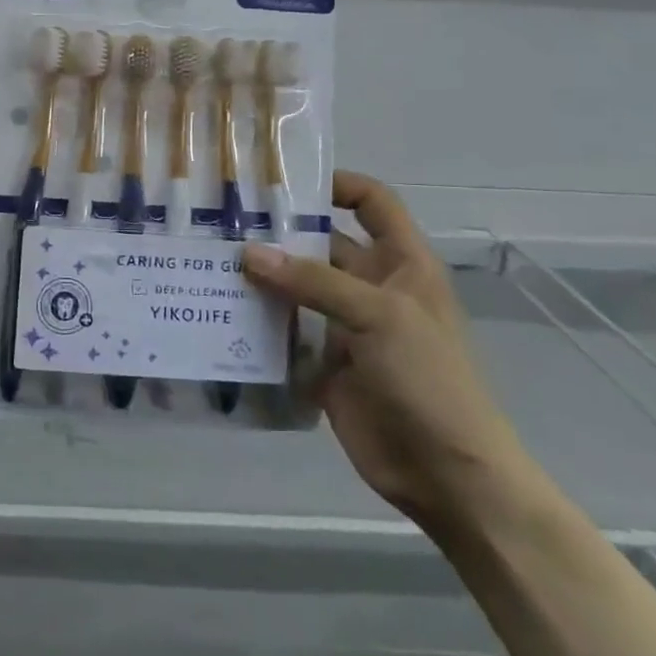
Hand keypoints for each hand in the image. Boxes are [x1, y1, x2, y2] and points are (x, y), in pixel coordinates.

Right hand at [242, 171, 532, 533]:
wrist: (446, 473)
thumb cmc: (429, 379)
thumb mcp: (379, 316)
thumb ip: (314, 281)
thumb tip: (248, 253)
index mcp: (401, 264)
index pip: (373, 203)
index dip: (338, 184)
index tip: (285, 182)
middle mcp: (370, 287)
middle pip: (322, 244)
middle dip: (280, 232)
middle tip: (222, 222)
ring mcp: (345, 326)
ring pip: (296, 288)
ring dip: (261, 278)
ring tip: (209, 262)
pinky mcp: (322, 363)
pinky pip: (284, 332)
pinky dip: (257, 323)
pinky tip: (218, 312)